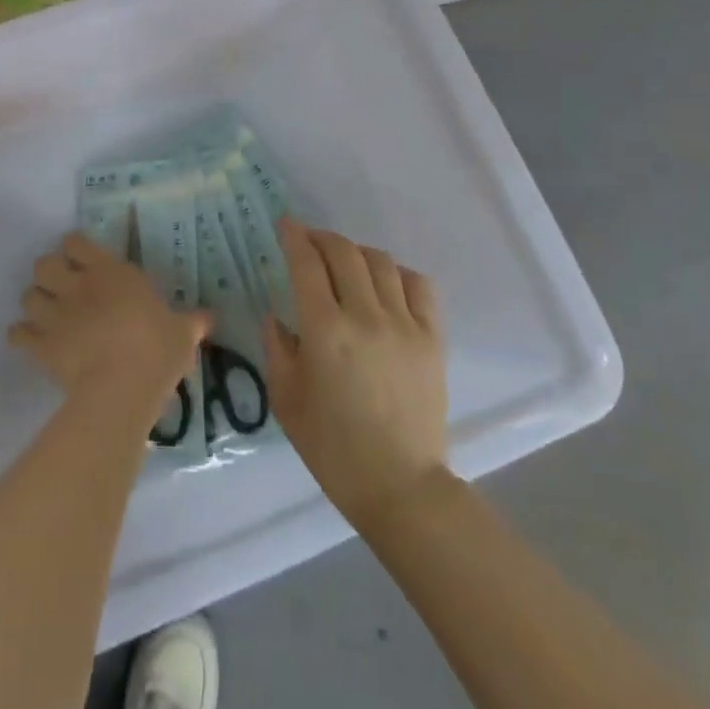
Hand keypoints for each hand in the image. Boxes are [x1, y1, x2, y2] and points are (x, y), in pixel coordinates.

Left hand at [10, 234, 207, 421]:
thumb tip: (209, 317)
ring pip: (28, 294)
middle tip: (62, 287)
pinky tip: (29, 340)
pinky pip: (18, 333)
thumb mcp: (182, 333)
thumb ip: (192, 322)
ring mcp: (55, 314)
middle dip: (49, 273)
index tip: (82, 259)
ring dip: (35, 301)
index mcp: (109, 272)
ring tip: (45, 313)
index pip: (76, 243)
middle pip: (44, 263)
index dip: (75, 249)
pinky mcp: (41, 344)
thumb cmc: (156, 350)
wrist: (121, 387)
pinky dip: (21, 335)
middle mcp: (77, 285)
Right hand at [265, 221, 447, 529]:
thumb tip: (276, 317)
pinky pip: (419, 286)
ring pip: (381, 262)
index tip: (285, 224)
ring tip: (344, 261)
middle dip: (322, 237)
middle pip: (345, 253)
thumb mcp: (286, 399)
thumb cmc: (332, 447)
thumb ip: (277, 348)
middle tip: (309, 240)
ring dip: (357, 252)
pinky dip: (398, 273)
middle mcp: (365, 316)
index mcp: (325, 330)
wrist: (399, 484)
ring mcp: (405, 324)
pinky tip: (385, 283)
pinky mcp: (433, 338)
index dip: (295, 237)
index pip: (307, 264)